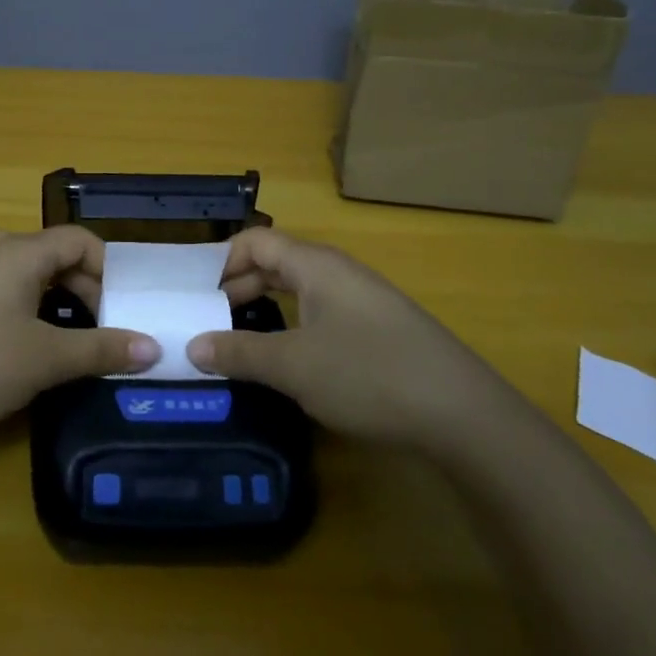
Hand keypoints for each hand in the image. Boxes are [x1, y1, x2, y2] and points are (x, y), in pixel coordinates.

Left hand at [0, 227, 158, 437]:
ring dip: (61, 306)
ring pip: (32, 279)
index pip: (80, 240)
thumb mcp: (47, 358)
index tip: (126, 309)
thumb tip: (153, 348)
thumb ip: (102, 349)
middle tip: (108, 332)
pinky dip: (33, 315)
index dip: (108, 270)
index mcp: (20, 250)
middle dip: (88, 291)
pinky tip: (34, 351)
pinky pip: (9, 295)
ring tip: (78, 345)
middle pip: (57, 257)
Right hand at [187, 228, 506, 447]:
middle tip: (208, 320)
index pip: (256, 241)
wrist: (462, 413)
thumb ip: (239, 353)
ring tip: (239, 339)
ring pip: (300, 291)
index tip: (195, 293)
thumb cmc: (367, 373)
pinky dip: (294, 326)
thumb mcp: (292, 366)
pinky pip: (322, 313)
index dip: (221, 261)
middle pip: (276, 263)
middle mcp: (338, 272)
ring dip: (266, 309)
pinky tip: (290, 359)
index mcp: (315, 265)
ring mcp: (363, 300)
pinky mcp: (380, 329)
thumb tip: (193, 345)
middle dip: (239, 287)